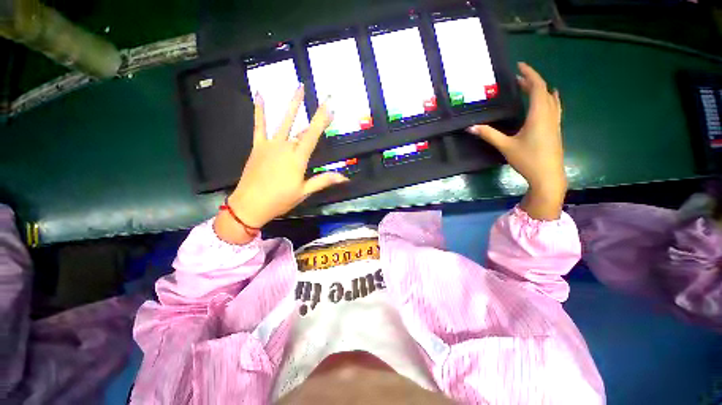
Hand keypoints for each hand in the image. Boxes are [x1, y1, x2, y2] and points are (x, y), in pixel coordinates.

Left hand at [214, 85, 347, 243]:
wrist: (250, 204)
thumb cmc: (280, 200)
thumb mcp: (304, 191)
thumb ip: (324, 180)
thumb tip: (345, 177)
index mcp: (298, 159)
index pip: (313, 136)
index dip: (322, 120)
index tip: (330, 107)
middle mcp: (285, 147)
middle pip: (303, 129)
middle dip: (316, 116)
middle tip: (325, 100)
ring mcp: (270, 145)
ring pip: (283, 122)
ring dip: (292, 104)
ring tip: (299, 87)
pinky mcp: (258, 146)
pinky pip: (259, 125)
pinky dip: (259, 110)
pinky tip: (260, 94)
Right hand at [468, 62, 565, 219]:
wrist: (548, 175)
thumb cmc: (527, 159)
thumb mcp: (505, 146)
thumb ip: (489, 134)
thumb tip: (471, 127)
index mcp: (538, 115)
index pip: (537, 87)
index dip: (530, 74)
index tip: (519, 66)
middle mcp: (549, 114)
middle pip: (544, 91)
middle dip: (532, 81)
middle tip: (517, 79)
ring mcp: (554, 122)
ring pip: (551, 99)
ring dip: (540, 90)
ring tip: (529, 87)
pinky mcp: (555, 129)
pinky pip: (554, 107)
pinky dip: (549, 99)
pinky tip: (547, 101)